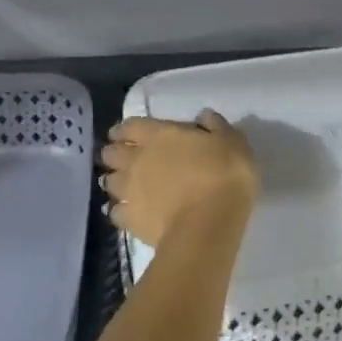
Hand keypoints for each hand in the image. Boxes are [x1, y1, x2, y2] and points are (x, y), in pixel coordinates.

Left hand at [100, 111, 258, 246]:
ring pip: (108, 182)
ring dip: (115, 181)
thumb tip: (204, 116)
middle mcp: (136, 160)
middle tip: (127, 158)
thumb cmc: (224, 176)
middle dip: (116, 153)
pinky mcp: (130, 220)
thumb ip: (216, 126)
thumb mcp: (233, 143)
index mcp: (158, 136)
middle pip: (111, 153)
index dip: (126, 129)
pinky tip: (130, 213)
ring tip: (126, 187)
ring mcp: (129, 192)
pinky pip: (115, 212)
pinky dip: (120, 211)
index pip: (129, 126)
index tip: (129, 134)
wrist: (209, 224)